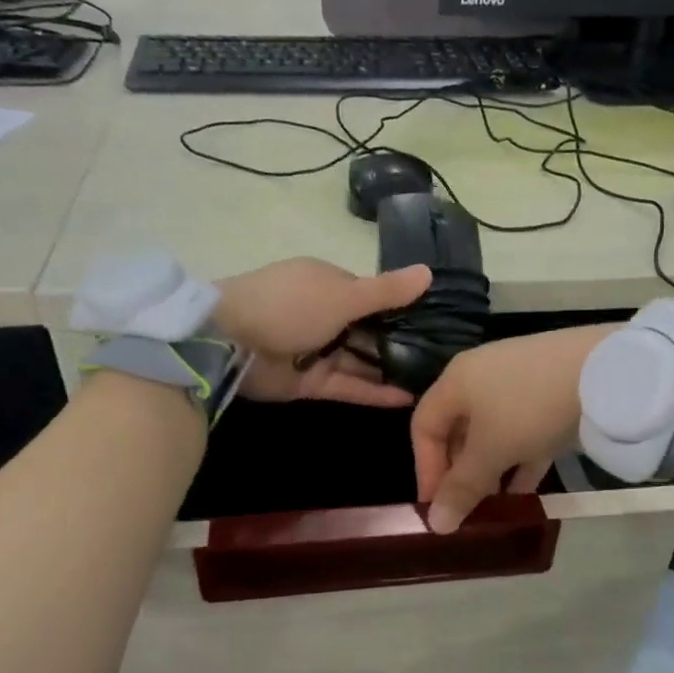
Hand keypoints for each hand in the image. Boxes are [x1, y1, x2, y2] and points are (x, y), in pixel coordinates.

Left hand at [215, 258, 431, 405]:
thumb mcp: (343, 294)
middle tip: (443, 360)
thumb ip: (386, 291)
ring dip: (391, 370)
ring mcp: (317, 350)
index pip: (372, 295)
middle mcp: (325, 314)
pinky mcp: (310, 382)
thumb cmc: (289, 305)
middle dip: (401, 343)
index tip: (439, 322)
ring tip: (433, 383)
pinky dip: (375, 392)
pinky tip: (408, 400)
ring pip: (361, 361)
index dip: (403, 308)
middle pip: (369, 331)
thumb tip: (429, 272)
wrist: (230, 342)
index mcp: (328, 283)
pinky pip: (349, 385)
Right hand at [410, 325, 619, 532]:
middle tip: (467, 510)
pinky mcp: (549, 394)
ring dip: (490, 471)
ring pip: (492, 434)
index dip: (425, 468)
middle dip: (460, 473)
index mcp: (456, 381)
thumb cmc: (530, 408)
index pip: (423, 426)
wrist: (606, 372)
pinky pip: (523, 432)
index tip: (437, 506)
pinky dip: (519, 460)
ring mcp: (518, 384)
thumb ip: (462, 487)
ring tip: (494, 507)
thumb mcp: (491, 451)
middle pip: (458, 430)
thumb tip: (435, 524)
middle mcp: (481, 377)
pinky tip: (525, 493)